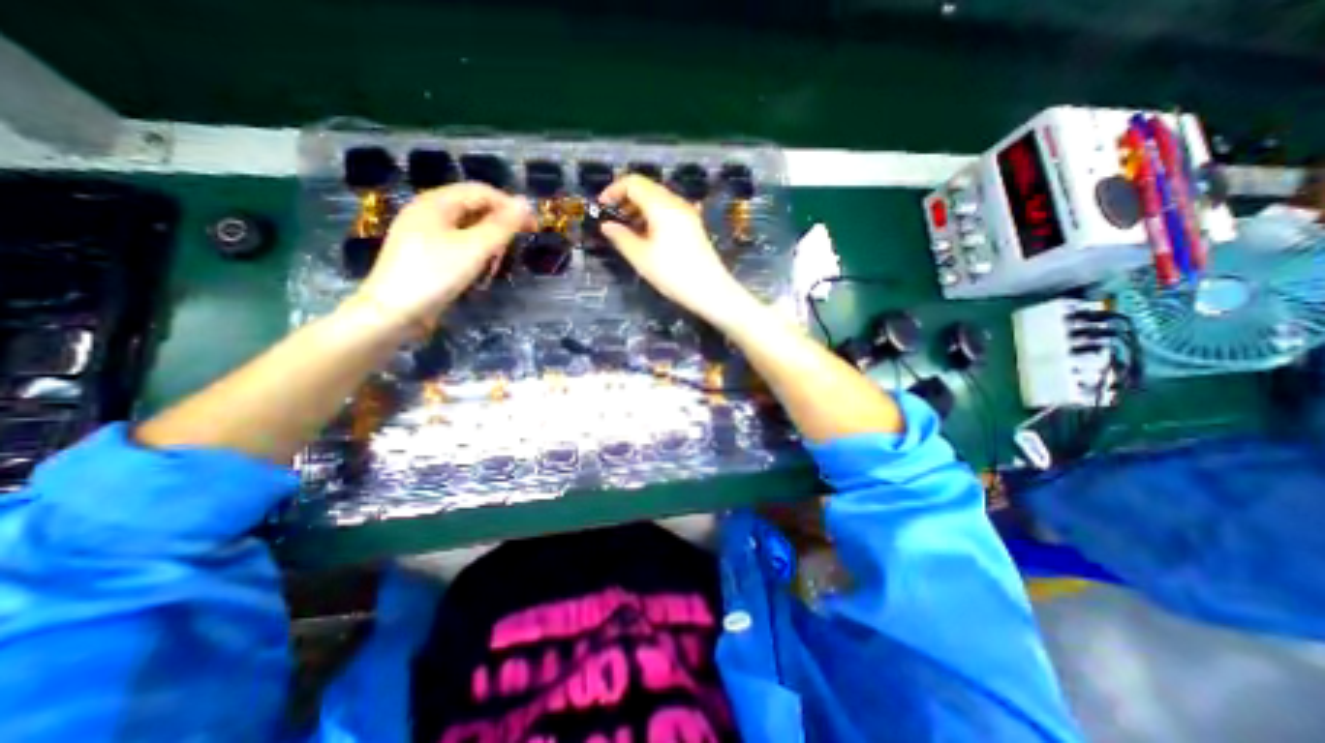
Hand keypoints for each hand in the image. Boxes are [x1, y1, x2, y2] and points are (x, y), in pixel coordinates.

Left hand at [362, 183, 535, 326]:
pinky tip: (481, 267)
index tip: (532, 226)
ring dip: (488, 238)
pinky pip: (456, 242)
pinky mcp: (424, 253)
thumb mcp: (475, 248)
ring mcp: (422, 233)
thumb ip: (502, 225)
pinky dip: (475, 250)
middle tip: (518, 243)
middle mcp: (427, 211)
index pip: (481, 191)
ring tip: (500, 258)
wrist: (394, 312)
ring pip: (465, 226)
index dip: (510, 205)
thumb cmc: (436, 274)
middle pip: (472, 207)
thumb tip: (526, 203)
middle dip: (499, 222)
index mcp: (435, 202)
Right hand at [599, 178, 743, 320]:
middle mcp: (676, 202)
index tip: (602, 206)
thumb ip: (621, 237)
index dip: (613, 190)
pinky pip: (669, 210)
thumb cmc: (673, 273)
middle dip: (626, 198)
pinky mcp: (693, 225)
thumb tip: (607, 226)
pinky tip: (648, 234)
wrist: (710, 290)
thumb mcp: (641, 257)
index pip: (633, 182)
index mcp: (661, 205)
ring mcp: (688, 213)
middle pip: (647, 187)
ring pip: (658, 199)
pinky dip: (653, 215)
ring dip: (639, 207)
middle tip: (613, 218)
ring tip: (628, 228)